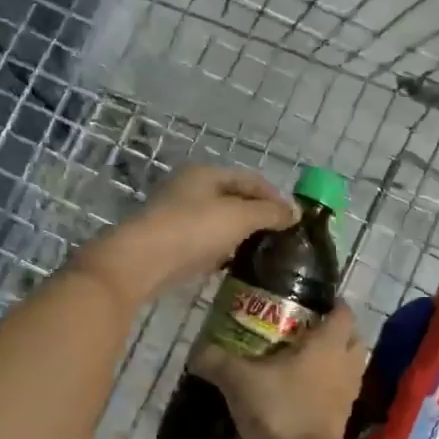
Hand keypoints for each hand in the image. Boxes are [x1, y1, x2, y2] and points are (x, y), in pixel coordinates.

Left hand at [73, 164, 296, 307]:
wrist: (142, 262)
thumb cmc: (193, 230)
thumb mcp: (239, 217)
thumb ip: (270, 213)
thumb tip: (296, 213)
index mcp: (206, 174)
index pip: (250, 179)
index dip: (275, 196)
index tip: (295, 219)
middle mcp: (190, 189)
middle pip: (234, 198)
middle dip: (258, 215)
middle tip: (281, 237)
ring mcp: (177, 216)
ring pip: (219, 221)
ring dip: (240, 234)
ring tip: (263, 253)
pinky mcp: (170, 242)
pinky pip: (205, 242)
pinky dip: (222, 250)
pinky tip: (234, 264)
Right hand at [192, 302, 366, 438]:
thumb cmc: (279, 410)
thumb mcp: (238, 381)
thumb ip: (216, 361)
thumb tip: (196, 350)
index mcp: (328, 344)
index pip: (343, 312)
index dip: (332, 303)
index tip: (311, 301)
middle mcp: (345, 364)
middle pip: (353, 338)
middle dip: (336, 332)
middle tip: (307, 330)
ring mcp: (348, 392)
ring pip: (349, 365)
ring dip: (334, 360)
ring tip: (303, 359)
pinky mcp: (342, 417)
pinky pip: (341, 391)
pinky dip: (328, 386)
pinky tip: (302, 389)